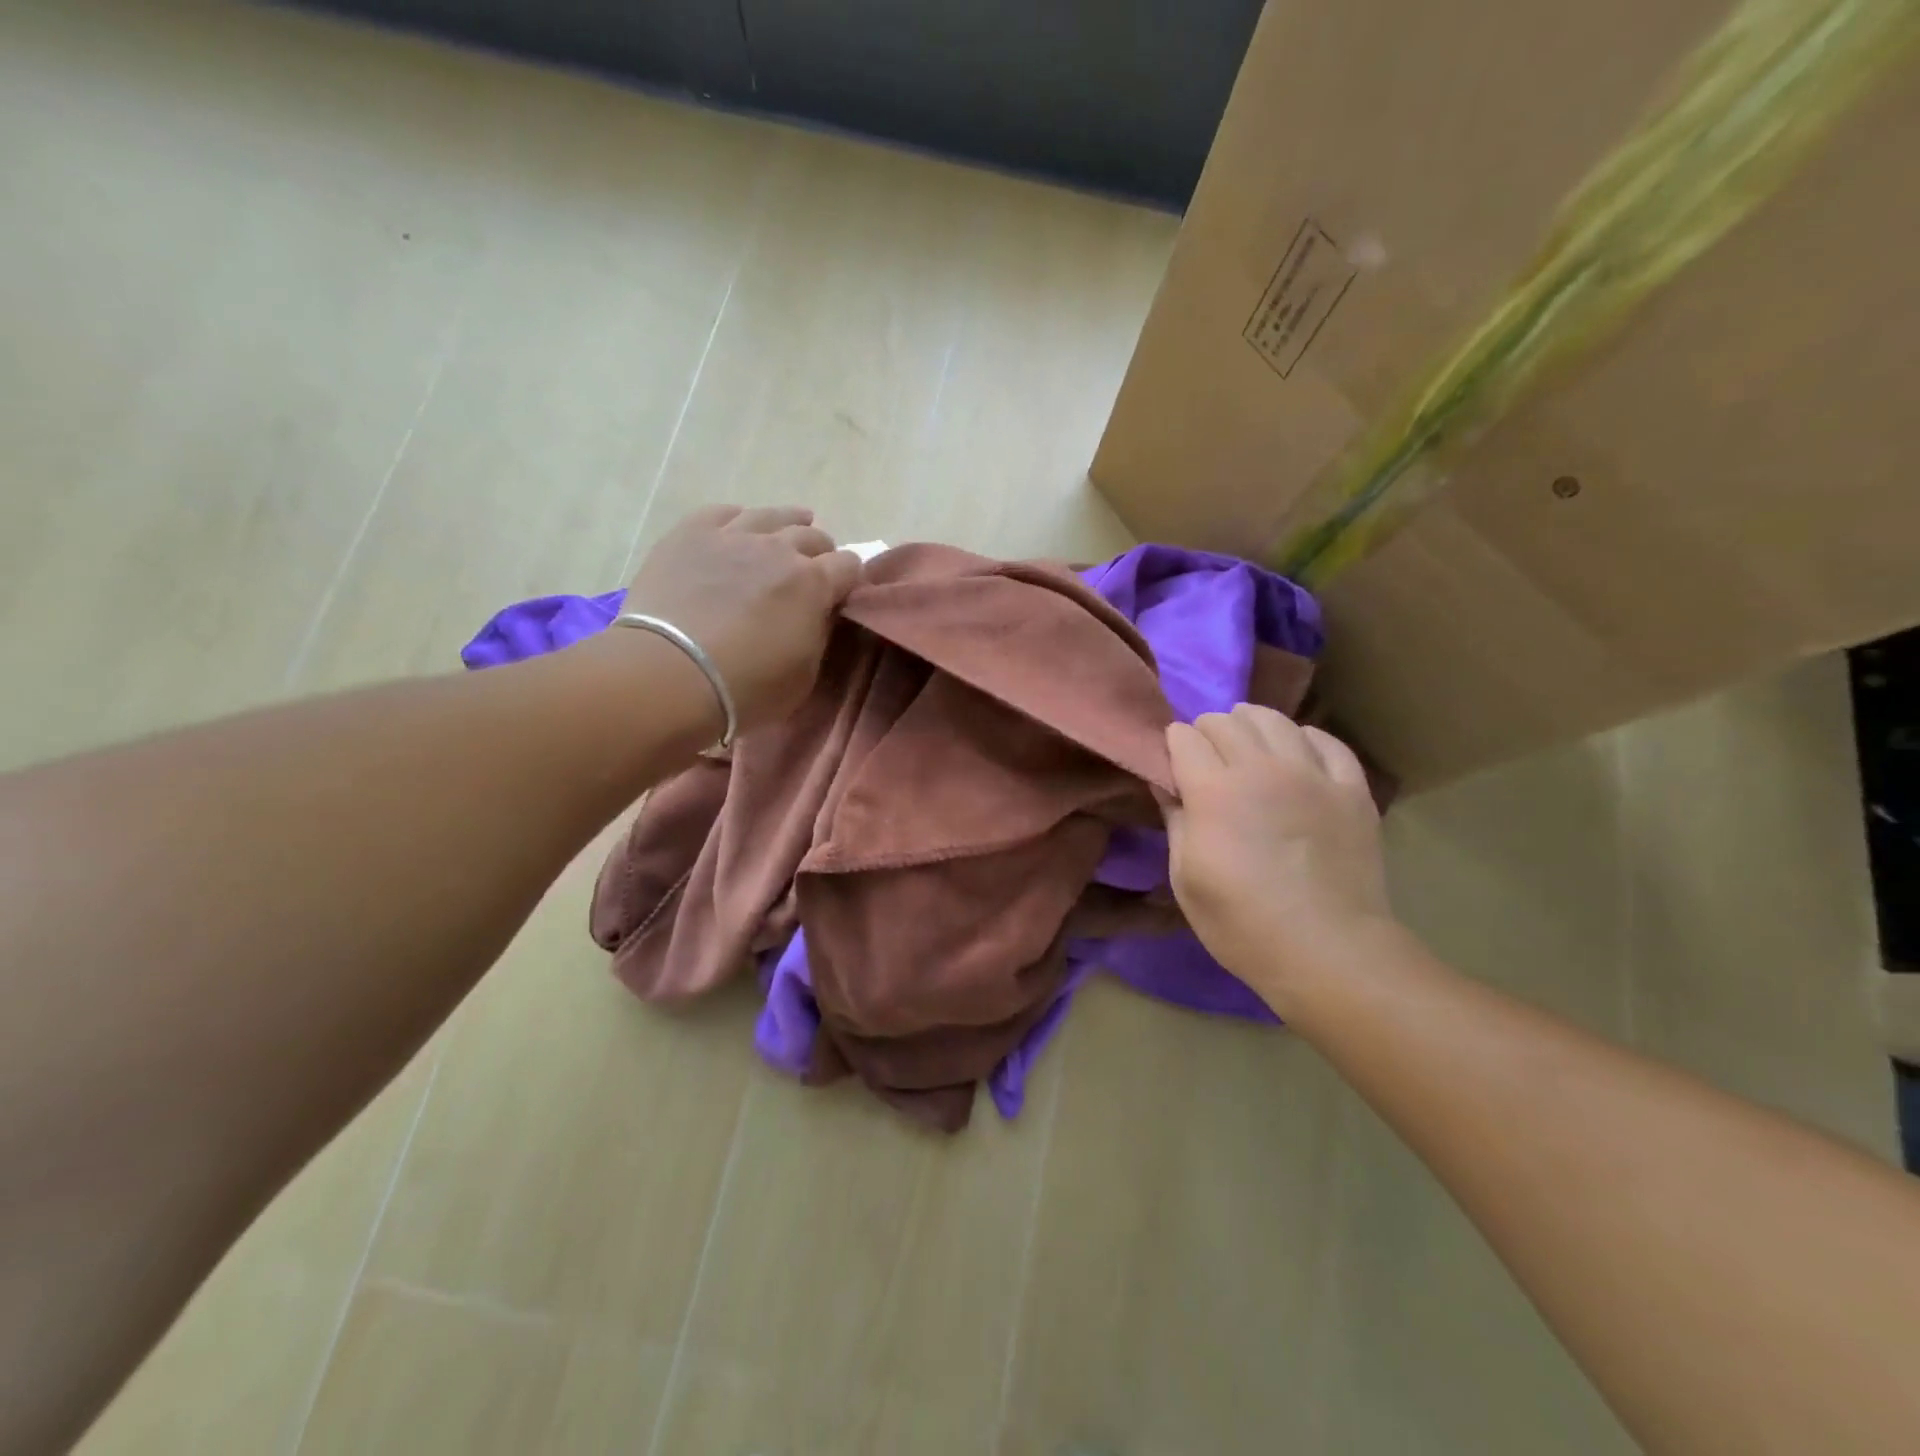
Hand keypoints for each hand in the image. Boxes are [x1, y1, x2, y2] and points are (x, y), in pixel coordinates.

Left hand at [620, 505, 860, 730]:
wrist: (670, 675)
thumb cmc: (746, 689)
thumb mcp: (804, 675)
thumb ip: (818, 636)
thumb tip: (818, 614)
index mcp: (814, 584)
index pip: (849, 566)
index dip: (849, 580)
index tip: (842, 594)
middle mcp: (779, 549)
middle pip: (812, 537)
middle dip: (819, 554)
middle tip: (811, 573)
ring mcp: (733, 536)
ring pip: (771, 515)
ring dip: (786, 524)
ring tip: (788, 531)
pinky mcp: (690, 534)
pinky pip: (721, 512)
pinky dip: (737, 518)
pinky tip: (738, 526)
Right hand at [1163, 705, 1392, 1014]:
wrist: (1328, 951)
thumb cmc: (1241, 924)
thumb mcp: (1185, 879)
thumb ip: (1175, 822)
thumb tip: (1166, 785)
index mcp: (1213, 791)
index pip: (1183, 738)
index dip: (1172, 745)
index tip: (1172, 764)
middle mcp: (1261, 768)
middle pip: (1226, 721)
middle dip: (1207, 732)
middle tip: (1206, 758)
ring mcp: (1312, 774)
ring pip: (1275, 719)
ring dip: (1251, 724)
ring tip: (1248, 745)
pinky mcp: (1351, 789)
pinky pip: (1326, 741)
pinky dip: (1304, 739)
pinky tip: (1297, 754)